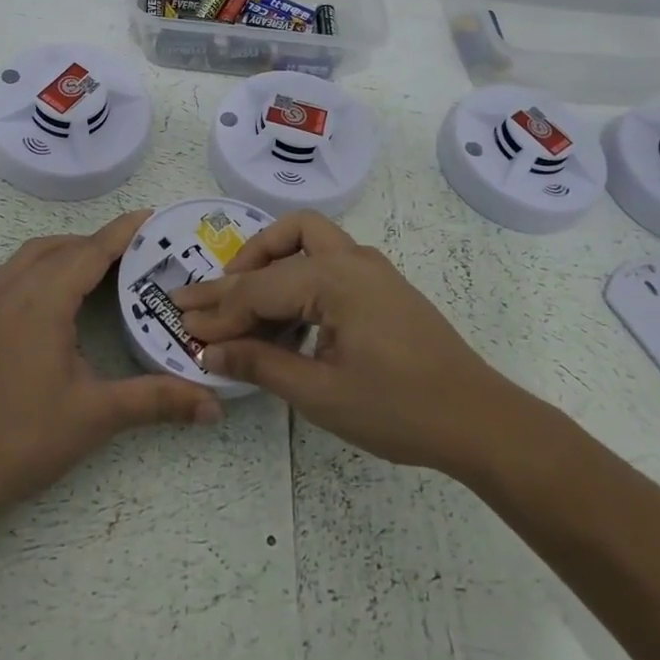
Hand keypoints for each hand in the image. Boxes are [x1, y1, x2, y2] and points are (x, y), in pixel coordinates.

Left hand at [0, 210, 221, 520]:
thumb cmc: (24, 439)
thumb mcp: (96, 415)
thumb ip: (156, 400)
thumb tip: (214, 406)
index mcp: (43, 302)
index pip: (90, 252)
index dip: (123, 232)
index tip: (153, 217)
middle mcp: (13, 291)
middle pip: (63, 247)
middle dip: (101, 242)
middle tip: (139, 253)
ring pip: (33, 255)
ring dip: (68, 250)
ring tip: (102, 268)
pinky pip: (14, 272)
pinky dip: (43, 265)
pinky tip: (58, 294)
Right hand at [173, 211, 523, 475]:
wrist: (479, 420)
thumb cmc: (399, 409)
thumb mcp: (320, 393)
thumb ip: (260, 364)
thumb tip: (210, 351)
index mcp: (334, 278)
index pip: (258, 289)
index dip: (217, 310)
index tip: (180, 323)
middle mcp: (352, 259)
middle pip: (283, 239)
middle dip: (241, 267)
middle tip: (210, 301)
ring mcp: (371, 269)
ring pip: (308, 241)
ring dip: (271, 263)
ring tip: (243, 306)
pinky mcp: (382, 286)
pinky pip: (328, 263)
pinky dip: (297, 278)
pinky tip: (286, 320)